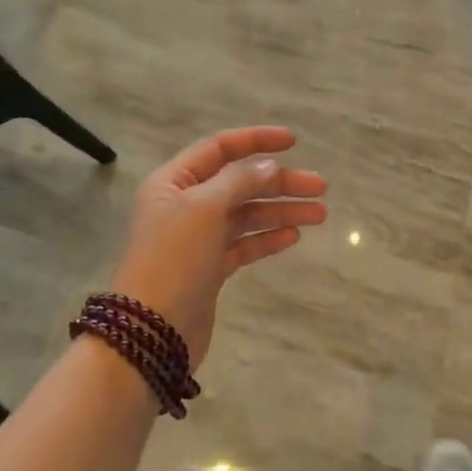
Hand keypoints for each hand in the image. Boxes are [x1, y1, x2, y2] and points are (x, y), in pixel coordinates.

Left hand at [109, 127, 326, 366]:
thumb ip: (239, 180)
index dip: (256, 140)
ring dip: (282, 211)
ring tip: (320, 214)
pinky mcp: (210, 268)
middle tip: (320, 188)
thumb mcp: (204, 208)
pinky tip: (293, 236)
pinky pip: (244, 244)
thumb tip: (269, 166)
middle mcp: (185, 205)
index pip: (219, 149)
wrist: (151, 330)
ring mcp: (198, 239)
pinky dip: (268, 238)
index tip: (294, 142)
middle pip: (240, 183)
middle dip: (280, 183)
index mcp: (174, 182)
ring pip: (247, 215)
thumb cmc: (174, 259)